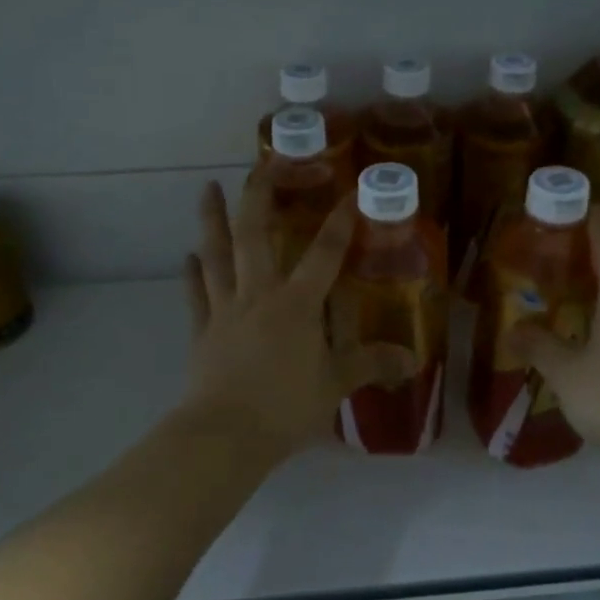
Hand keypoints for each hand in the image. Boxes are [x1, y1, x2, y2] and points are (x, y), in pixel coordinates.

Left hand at [180, 177, 408, 455]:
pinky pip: (196, 293)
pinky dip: (192, 272)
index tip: (350, 191)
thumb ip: (370, 365)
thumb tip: (411, 359)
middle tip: (259, 164)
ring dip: (212, 220)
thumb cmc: (285, 407)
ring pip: (217, 255)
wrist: (225, 435)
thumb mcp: (335, 385)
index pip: (324, 254)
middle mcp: (259, 295)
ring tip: (206, 189)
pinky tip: (188, 255)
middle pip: (255, 236)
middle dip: (258, 196)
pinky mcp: (202, 331)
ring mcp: (225, 310)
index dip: (339, 222)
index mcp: (297, 304)